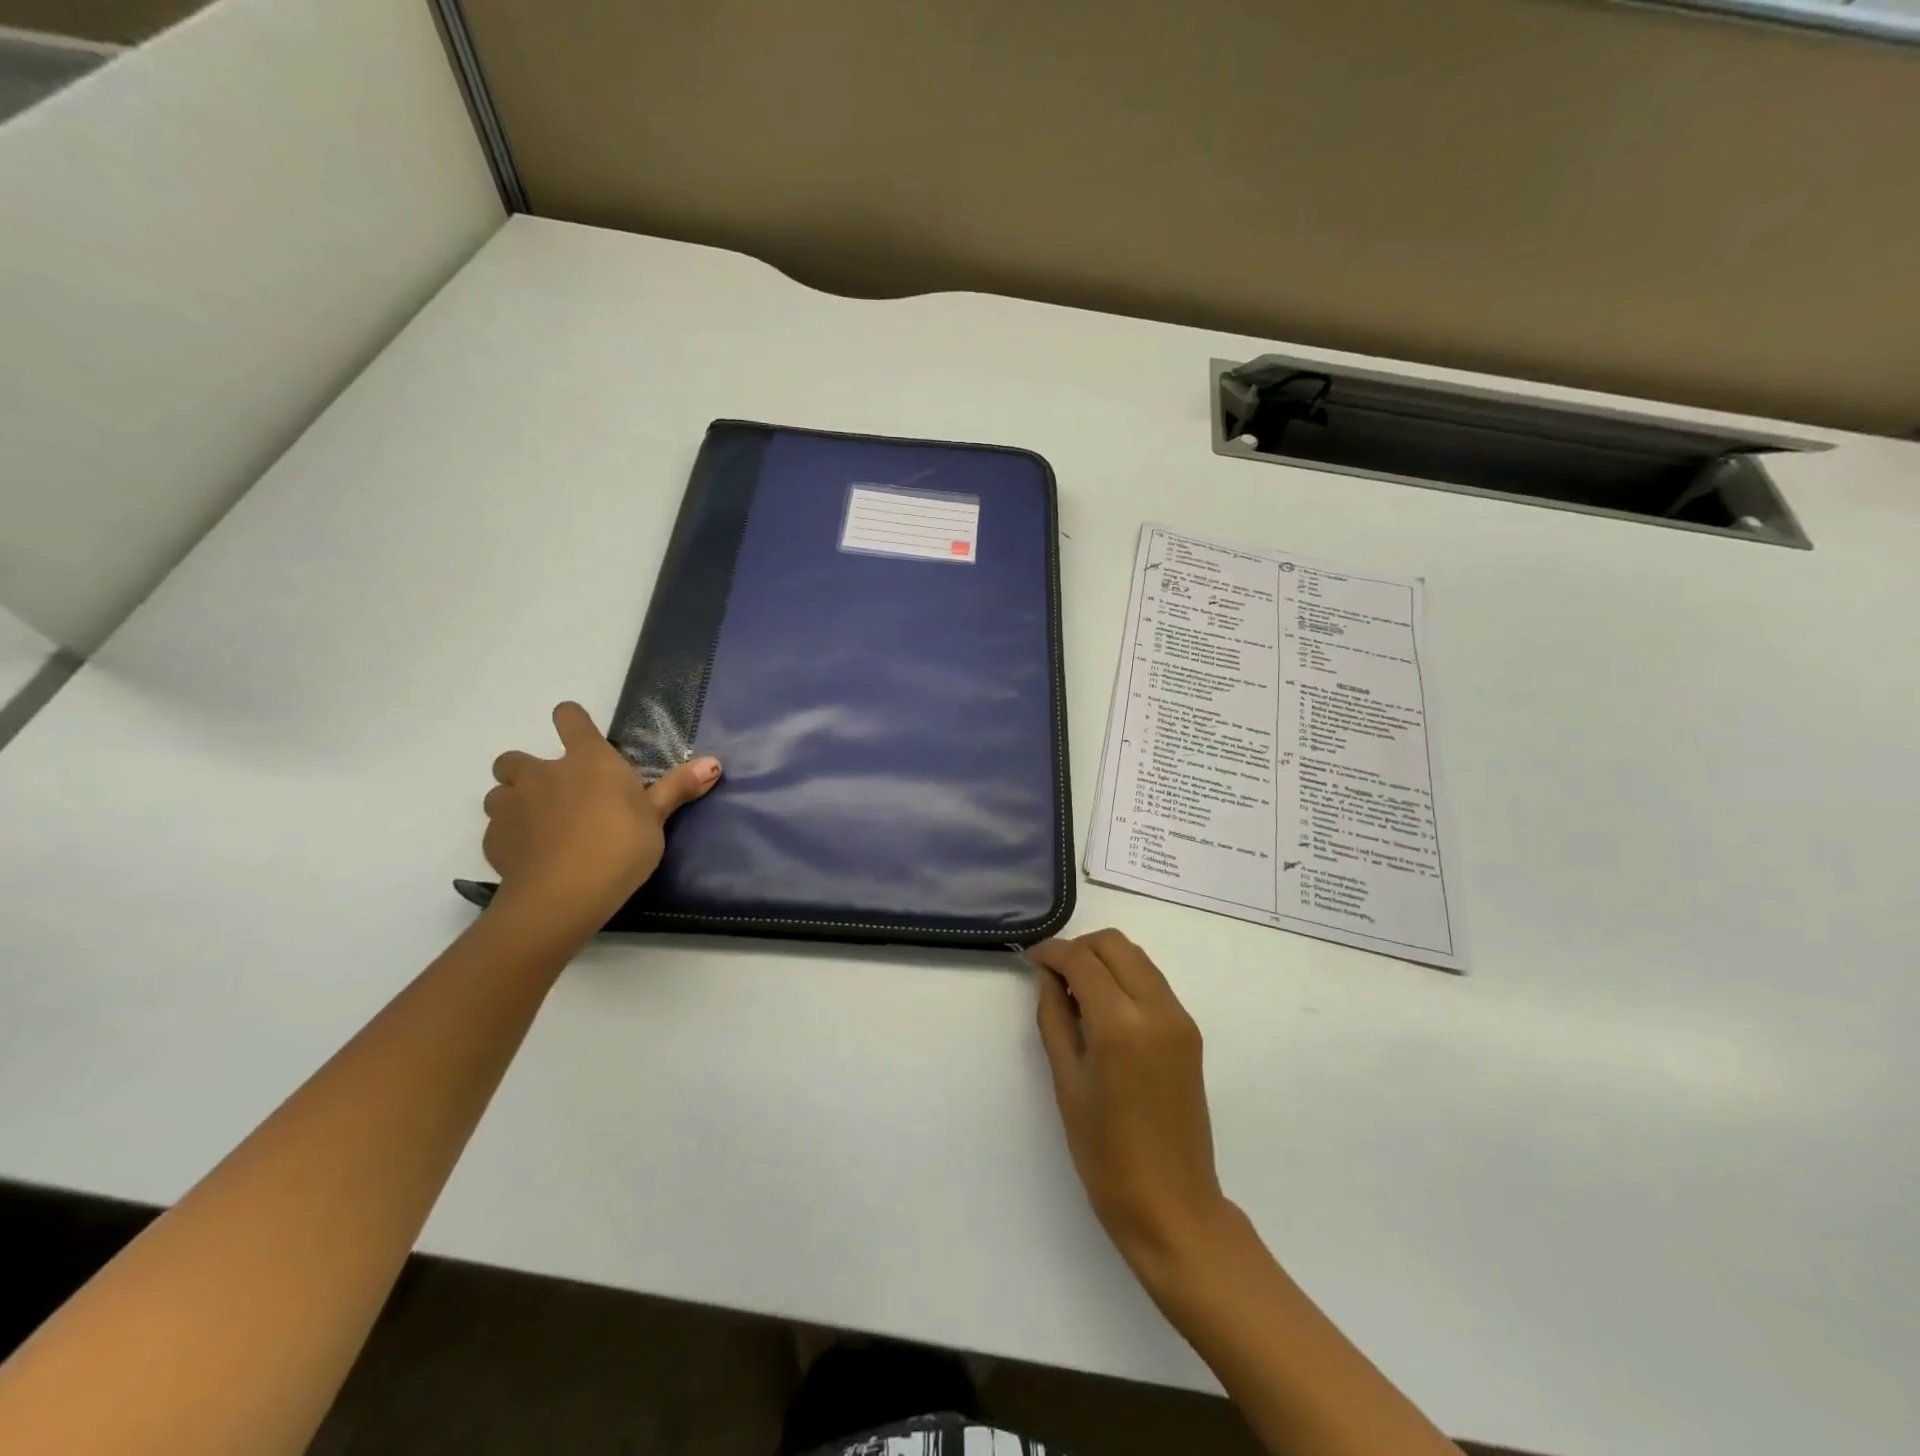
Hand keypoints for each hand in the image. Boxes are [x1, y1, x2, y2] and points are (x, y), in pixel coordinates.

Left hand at [482, 702, 720, 935]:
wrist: (564, 893)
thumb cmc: (621, 844)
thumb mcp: (657, 817)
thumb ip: (679, 787)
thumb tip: (714, 762)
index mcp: (587, 759)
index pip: (569, 718)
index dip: (571, 720)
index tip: (577, 731)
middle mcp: (542, 773)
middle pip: (516, 758)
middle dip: (528, 770)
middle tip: (555, 794)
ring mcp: (512, 806)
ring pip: (499, 793)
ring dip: (514, 802)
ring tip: (538, 825)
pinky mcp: (493, 840)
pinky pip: (497, 829)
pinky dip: (510, 837)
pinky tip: (530, 856)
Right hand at [1031, 930, 1232, 1288]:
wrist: (1172, 1205)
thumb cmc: (1106, 1154)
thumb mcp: (1067, 1082)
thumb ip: (1055, 1018)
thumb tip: (1049, 977)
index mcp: (1120, 1025)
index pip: (1083, 960)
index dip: (1052, 952)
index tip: (1031, 959)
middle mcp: (1156, 1009)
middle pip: (1115, 944)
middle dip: (1080, 948)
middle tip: (1054, 975)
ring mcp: (1179, 1018)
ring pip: (1137, 957)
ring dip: (1103, 959)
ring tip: (1076, 991)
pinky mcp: (1190, 1031)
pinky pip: (1152, 981)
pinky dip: (1124, 977)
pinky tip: (1104, 1008)